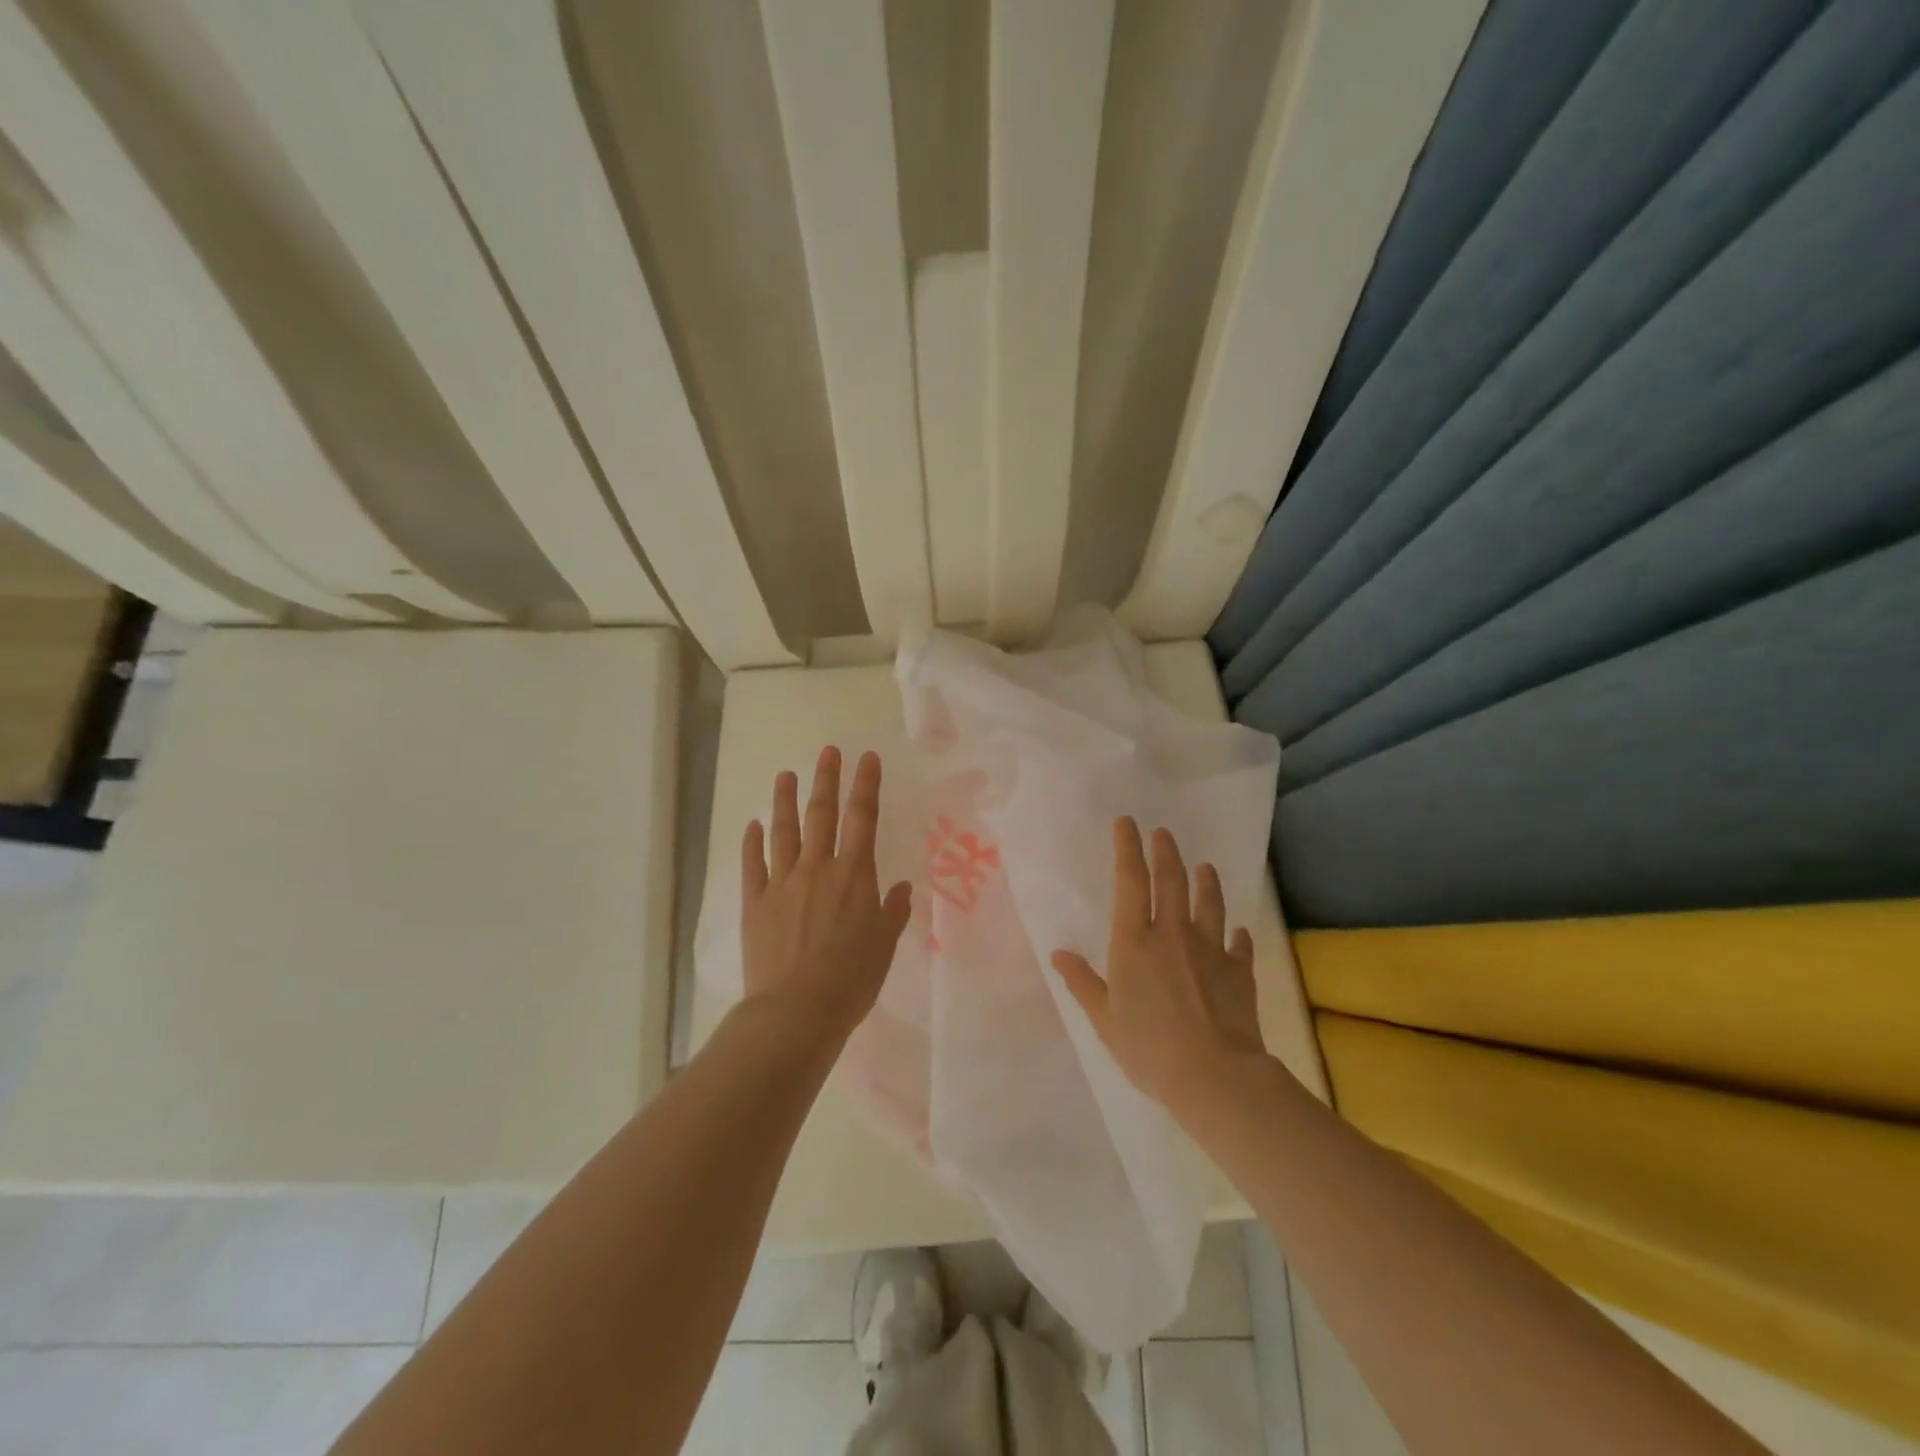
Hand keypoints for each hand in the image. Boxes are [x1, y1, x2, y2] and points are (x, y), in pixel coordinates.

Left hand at [740, 746, 913, 1041]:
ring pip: (783, 832)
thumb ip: (893, 912)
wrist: (796, 1010)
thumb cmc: (851, 979)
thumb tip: (902, 888)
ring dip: (785, 801)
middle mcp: (817, 869)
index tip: (867, 758)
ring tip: (785, 774)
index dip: (866, 785)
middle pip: (822, 815)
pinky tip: (752, 826)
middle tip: (828, 751)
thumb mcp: (884, 946)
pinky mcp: (755, 903)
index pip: (863, 818)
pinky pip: (753, 865)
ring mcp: (782, 883)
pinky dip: (752, 843)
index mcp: (854, 875)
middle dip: (826, 780)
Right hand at [1051, 818, 1267, 1116]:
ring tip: (1205, 867)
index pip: (1130, 881)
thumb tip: (1059, 953)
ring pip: (1209, 902)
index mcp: (1134, 941)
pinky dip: (1238, 936)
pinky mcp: (1239, 970)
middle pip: (1171, 880)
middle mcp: (1173, 934)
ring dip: (1206, 881)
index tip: (1127, 823)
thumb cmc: (1148, 1048)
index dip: (1127, 848)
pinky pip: (1239, 944)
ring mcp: (1210, 949)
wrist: (1214, 1075)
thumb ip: (1082, 983)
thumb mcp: (1104, 1019)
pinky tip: (1239, 932)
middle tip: (1163, 833)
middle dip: (1165, 851)